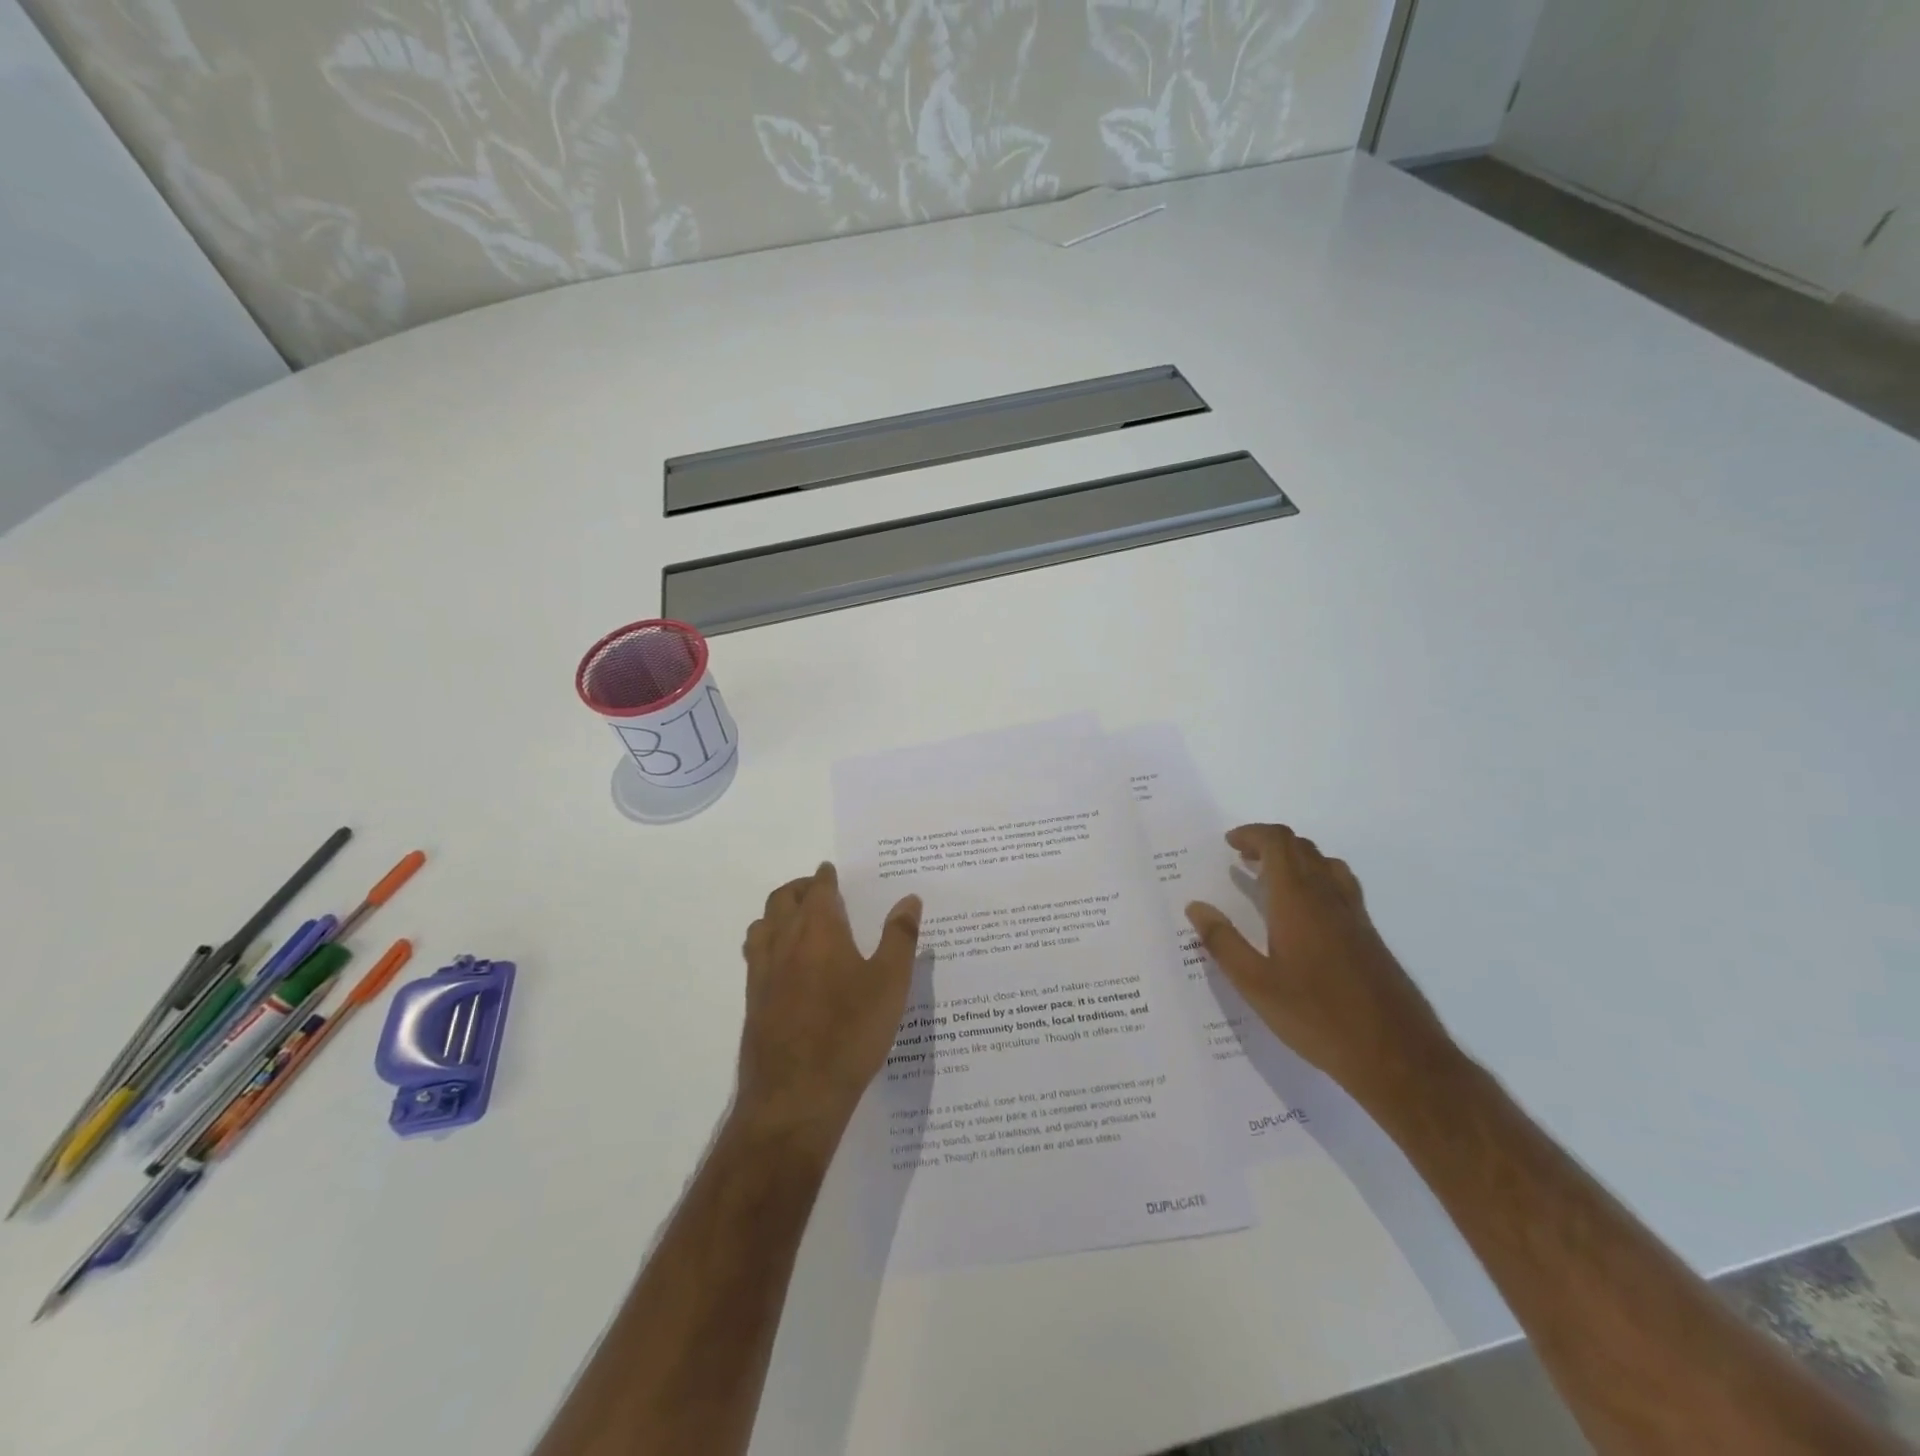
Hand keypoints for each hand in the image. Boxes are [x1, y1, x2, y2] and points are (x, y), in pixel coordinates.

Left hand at [736, 863, 921, 1140]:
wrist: (796, 1095)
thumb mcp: (890, 984)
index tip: (831, 871)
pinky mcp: (752, 1001)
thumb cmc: (850, 1033)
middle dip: (800, 888)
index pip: (818, 889)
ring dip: (778, 913)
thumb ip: (900, 937)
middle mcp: (784, 942)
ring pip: (762, 925)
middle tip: (818, 890)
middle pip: (782, 899)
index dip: (825, 877)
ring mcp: (762, 972)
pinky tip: (783, 964)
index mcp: (819, 930)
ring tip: (797, 920)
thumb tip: (909, 899)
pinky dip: (767, 942)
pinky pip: (755, 955)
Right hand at [1184, 824, 1450, 1109]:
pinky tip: (1303, 914)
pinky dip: (1315, 879)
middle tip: (1242, 859)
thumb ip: (1223, 942)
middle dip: (1269, 843)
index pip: (1278, 843)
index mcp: (1298, 901)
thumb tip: (1196, 907)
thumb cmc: (1318, 1018)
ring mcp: (1354, 915)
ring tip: (1270, 879)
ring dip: (1295, 859)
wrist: (1398, 1057)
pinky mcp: (1369, 935)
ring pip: (1325, 864)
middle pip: (1302, 848)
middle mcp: (1329, 897)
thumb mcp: (1256, 985)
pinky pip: (1339, 886)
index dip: (1252, 834)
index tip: (1229, 844)